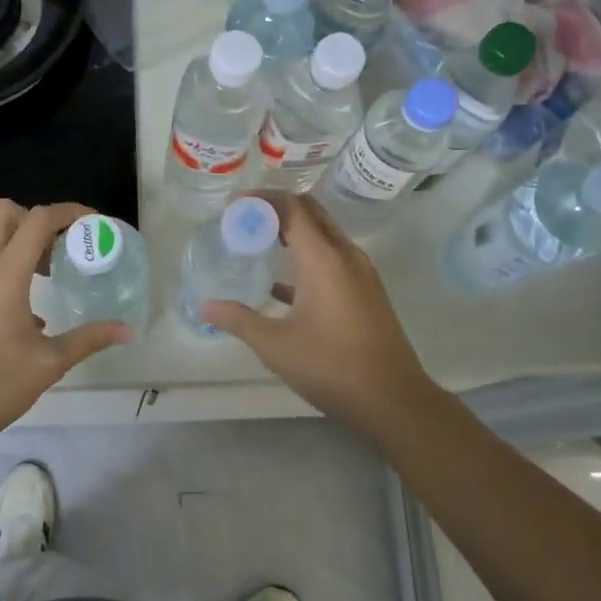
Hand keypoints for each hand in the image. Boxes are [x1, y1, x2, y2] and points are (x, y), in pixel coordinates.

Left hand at [0, 200, 130, 442]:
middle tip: (65, 246)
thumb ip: (89, 339)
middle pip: (5, 213)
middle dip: (39, 219)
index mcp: (3, 279)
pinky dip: (7, 266)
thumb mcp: (49, 364)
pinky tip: (27, 310)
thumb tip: (126, 330)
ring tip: (51, 275)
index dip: (68, 212)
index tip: (93, 224)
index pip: (36, 221)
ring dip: (22, 243)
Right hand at [200, 191, 440, 434]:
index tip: (232, 206)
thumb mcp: (276, 346)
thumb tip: (206, 306)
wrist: (394, 400)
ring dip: (292, 232)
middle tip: (243, 219)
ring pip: (324, 235)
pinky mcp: (367, 291)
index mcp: (324, 259)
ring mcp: (361, 272)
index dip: (260, 200)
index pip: (292, 208)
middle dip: (276, 209)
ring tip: (258, 243)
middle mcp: (346, 255)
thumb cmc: (332, 367)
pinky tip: (281, 285)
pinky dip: (307, 257)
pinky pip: (333, 258)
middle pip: (310, 212)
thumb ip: (239, 320)